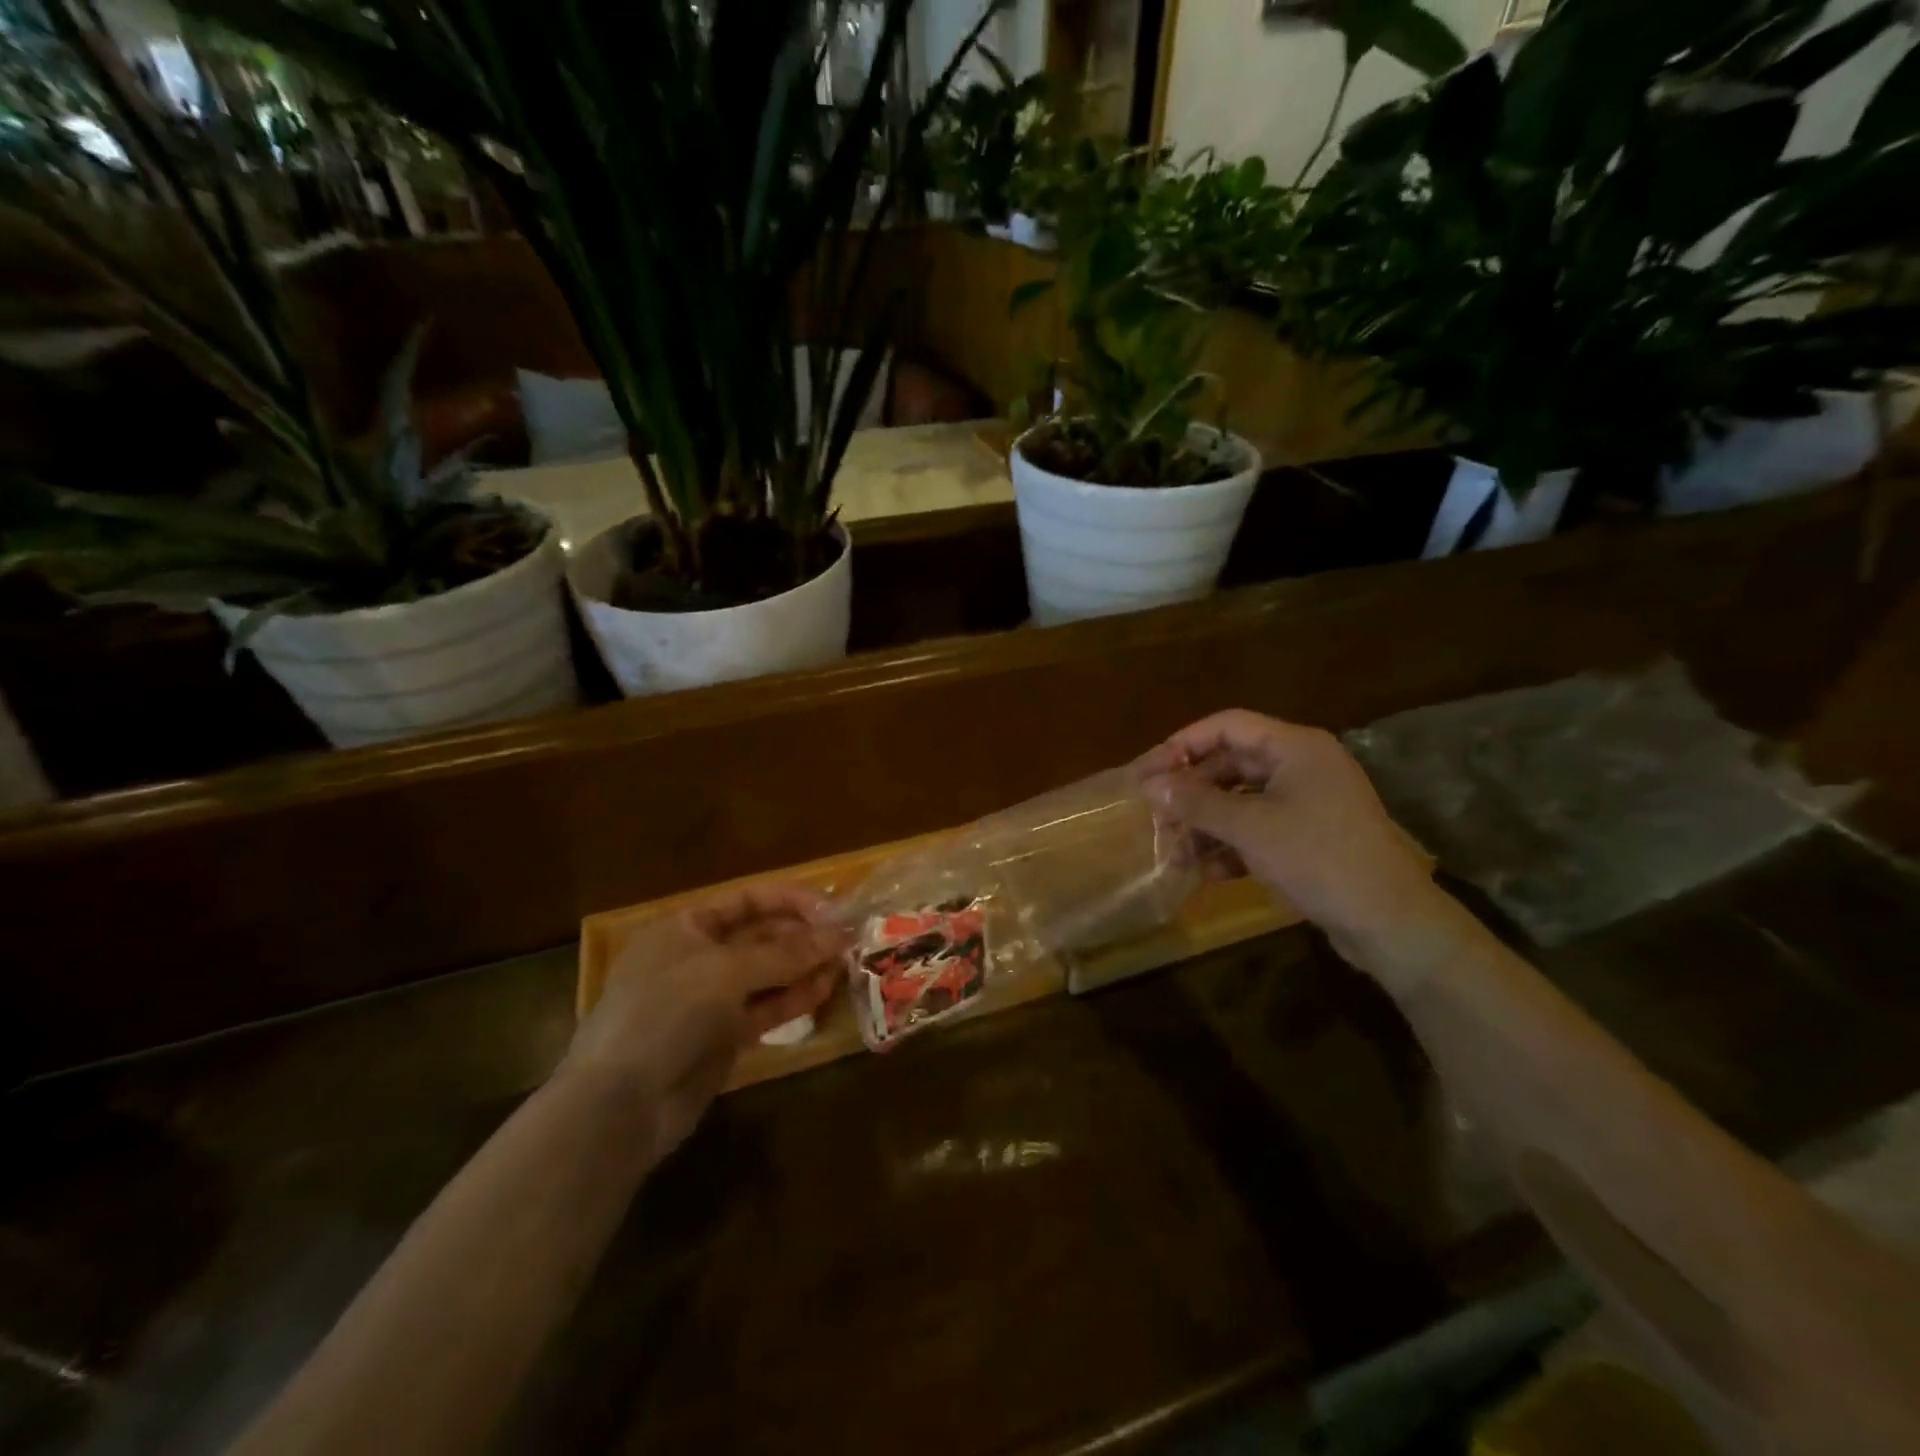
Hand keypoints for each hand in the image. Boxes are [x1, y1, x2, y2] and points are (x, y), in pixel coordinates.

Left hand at [561, 884, 845, 1162]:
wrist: (621, 1103)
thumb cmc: (666, 1012)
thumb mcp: (727, 972)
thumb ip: (786, 953)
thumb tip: (839, 935)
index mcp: (686, 927)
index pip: (746, 900)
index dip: (790, 900)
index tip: (832, 908)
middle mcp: (698, 957)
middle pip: (760, 937)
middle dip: (802, 936)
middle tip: (848, 938)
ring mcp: (710, 999)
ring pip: (767, 975)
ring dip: (804, 967)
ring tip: (845, 964)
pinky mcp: (722, 1037)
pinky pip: (764, 1008)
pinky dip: (792, 999)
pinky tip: (824, 991)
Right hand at [1138, 710, 1471, 984]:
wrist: (1388, 921)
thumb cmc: (1317, 858)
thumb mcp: (1249, 827)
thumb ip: (1197, 802)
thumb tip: (1152, 786)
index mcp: (1294, 747)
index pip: (1226, 726)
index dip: (1182, 744)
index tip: (1148, 772)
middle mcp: (1301, 767)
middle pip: (1231, 764)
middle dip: (1191, 791)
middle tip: (1155, 815)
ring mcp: (1308, 804)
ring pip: (1242, 801)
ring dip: (1206, 824)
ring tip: (1174, 851)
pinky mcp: (1309, 838)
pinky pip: (1259, 830)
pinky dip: (1231, 847)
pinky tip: (1207, 873)